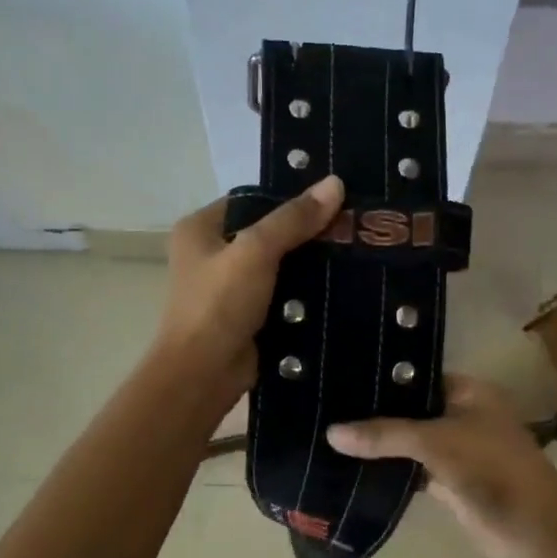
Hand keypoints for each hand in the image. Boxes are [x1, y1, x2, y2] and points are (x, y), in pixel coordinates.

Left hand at [154, 177, 345, 405]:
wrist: (204, 375)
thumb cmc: (218, 305)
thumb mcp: (255, 252)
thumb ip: (293, 219)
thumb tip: (335, 183)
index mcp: (200, 228)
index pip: (252, 200)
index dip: (290, 198)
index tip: (334, 197)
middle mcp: (212, 254)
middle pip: (268, 233)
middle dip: (307, 233)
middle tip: (353, 226)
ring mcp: (230, 288)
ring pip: (279, 266)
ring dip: (311, 265)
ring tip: (356, 252)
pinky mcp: (249, 316)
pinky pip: (284, 296)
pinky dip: (306, 294)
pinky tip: (342, 286)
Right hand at [328, 375, 556, 557]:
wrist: (532, 530)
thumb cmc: (492, 469)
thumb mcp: (437, 443)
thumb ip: (385, 435)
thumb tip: (331, 433)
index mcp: (469, 392)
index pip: (417, 376)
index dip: (383, 378)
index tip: (340, 377)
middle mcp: (462, 415)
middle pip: (411, 410)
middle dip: (375, 413)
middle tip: (326, 407)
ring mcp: (456, 450)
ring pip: (409, 442)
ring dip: (379, 444)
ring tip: (328, 434)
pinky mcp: (448, 482)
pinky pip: (412, 470)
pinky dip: (389, 471)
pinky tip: (352, 467)